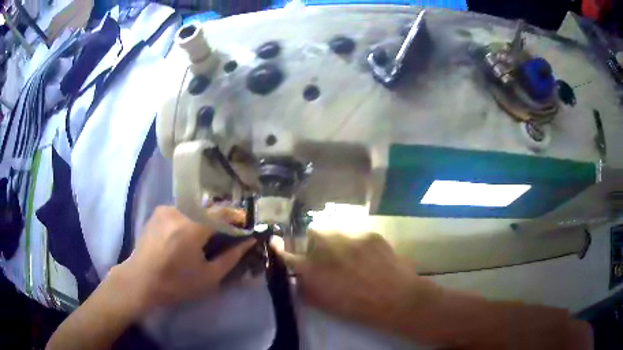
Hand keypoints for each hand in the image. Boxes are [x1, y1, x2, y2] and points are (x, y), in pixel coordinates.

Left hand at [108, 206, 254, 315]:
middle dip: (220, 219)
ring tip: (204, 238)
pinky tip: (185, 236)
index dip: (236, 216)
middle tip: (225, 235)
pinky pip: (180, 211)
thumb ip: (231, 257)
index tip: (245, 224)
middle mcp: (178, 211)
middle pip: (207, 209)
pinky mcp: (157, 212)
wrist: (140, 280)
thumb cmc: (176, 283)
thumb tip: (248, 241)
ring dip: (203, 219)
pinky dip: (188, 219)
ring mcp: (165, 209)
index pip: (221, 212)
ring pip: (193, 209)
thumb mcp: (209, 276)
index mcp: (191, 227)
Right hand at [276, 231, 438, 329]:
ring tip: (350, 254)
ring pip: (335, 230)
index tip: (275, 241)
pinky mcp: (368, 232)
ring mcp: (349, 236)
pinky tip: (367, 254)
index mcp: (312, 268)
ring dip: (336, 240)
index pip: (287, 254)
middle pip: (312, 233)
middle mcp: (326, 247)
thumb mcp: (323, 303)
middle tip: (328, 255)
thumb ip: (306, 289)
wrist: (393, 297)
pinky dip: (356, 242)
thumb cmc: (355, 306)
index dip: (279, 248)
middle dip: (315, 242)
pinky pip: (356, 233)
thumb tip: (300, 278)